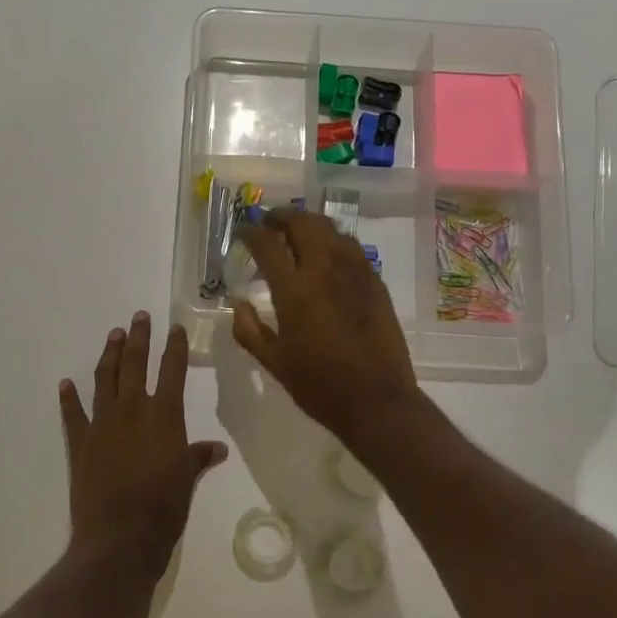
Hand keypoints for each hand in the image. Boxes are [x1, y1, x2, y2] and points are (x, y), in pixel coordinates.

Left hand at [59, 312, 226, 569]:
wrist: (119, 537)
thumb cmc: (164, 508)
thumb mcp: (188, 479)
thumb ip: (198, 457)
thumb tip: (218, 448)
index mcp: (164, 415)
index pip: (172, 370)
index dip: (175, 347)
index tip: (175, 327)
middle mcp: (133, 410)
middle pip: (135, 364)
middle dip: (138, 338)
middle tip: (139, 317)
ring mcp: (103, 424)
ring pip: (104, 379)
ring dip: (109, 355)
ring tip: (114, 335)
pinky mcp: (80, 443)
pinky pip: (73, 414)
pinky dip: (69, 398)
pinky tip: (66, 383)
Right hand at [233, 211, 419, 442]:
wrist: (378, 400)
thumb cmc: (320, 386)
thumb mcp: (274, 363)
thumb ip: (249, 331)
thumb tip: (238, 303)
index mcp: (294, 290)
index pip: (267, 244)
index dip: (252, 232)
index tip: (244, 232)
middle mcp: (324, 270)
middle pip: (302, 223)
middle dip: (281, 217)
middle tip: (270, 224)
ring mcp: (354, 272)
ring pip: (330, 229)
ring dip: (309, 224)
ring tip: (297, 233)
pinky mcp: (375, 281)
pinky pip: (351, 246)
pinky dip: (333, 240)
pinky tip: (327, 255)